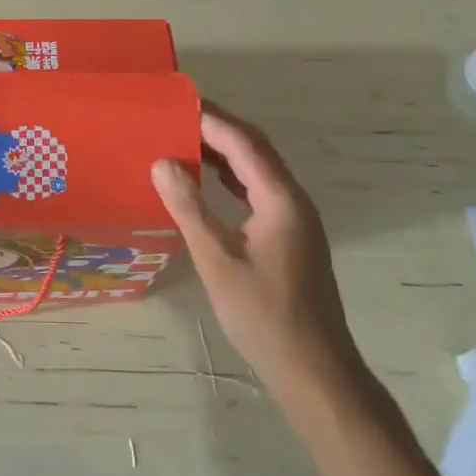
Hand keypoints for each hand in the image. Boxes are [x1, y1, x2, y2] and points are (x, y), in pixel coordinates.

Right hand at [152, 104, 356, 392]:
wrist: (314, 370)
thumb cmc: (263, 314)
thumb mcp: (217, 260)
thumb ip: (189, 207)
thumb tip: (161, 162)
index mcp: (280, 199)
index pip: (243, 143)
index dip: (210, 120)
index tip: (175, 105)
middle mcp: (293, 200)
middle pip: (255, 149)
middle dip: (217, 129)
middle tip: (175, 117)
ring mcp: (295, 219)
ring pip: (258, 169)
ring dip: (224, 152)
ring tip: (183, 141)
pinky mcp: (290, 236)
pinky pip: (258, 190)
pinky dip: (231, 177)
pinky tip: (207, 182)